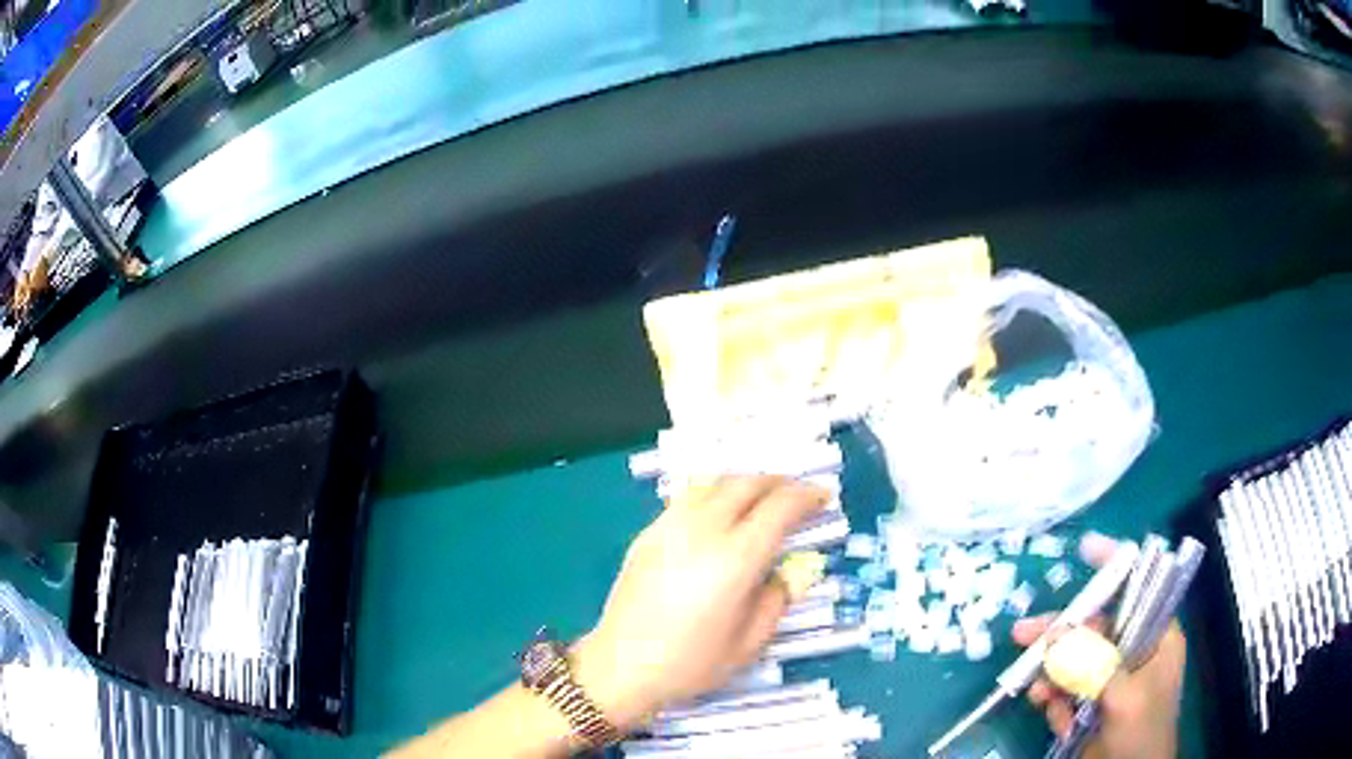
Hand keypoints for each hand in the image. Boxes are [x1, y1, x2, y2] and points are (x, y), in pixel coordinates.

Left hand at [572, 475, 828, 731]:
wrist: (621, 666)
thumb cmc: (691, 663)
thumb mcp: (750, 642)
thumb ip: (778, 598)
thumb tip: (793, 568)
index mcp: (734, 559)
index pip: (779, 507)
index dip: (806, 496)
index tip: (823, 497)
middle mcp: (702, 531)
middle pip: (747, 484)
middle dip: (778, 482)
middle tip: (797, 496)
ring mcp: (670, 527)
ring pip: (715, 482)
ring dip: (746, 483)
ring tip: (761, 500)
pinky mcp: (647, 533)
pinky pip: (688, 497)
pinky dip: (714, 493)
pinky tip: (720, 514)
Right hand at [1012, 533, 1184, 758]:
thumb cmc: (1141, 736)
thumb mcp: (1124, 699)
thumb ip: (1094, 666)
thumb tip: (1056, 634)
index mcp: (1157, 638)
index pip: (1140, 588)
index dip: (1116, 566)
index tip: (1084, 550)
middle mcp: (1134, 651)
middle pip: (1095, 627)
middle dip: (1061, 634)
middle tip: (1023, 635)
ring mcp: (1109, 679)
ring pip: (1074, 660)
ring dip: (1052, 676)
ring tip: (1037, 695)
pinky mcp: (1089, 703)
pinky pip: (1065, 689)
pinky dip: (1054, 700)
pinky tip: (1052, 716)